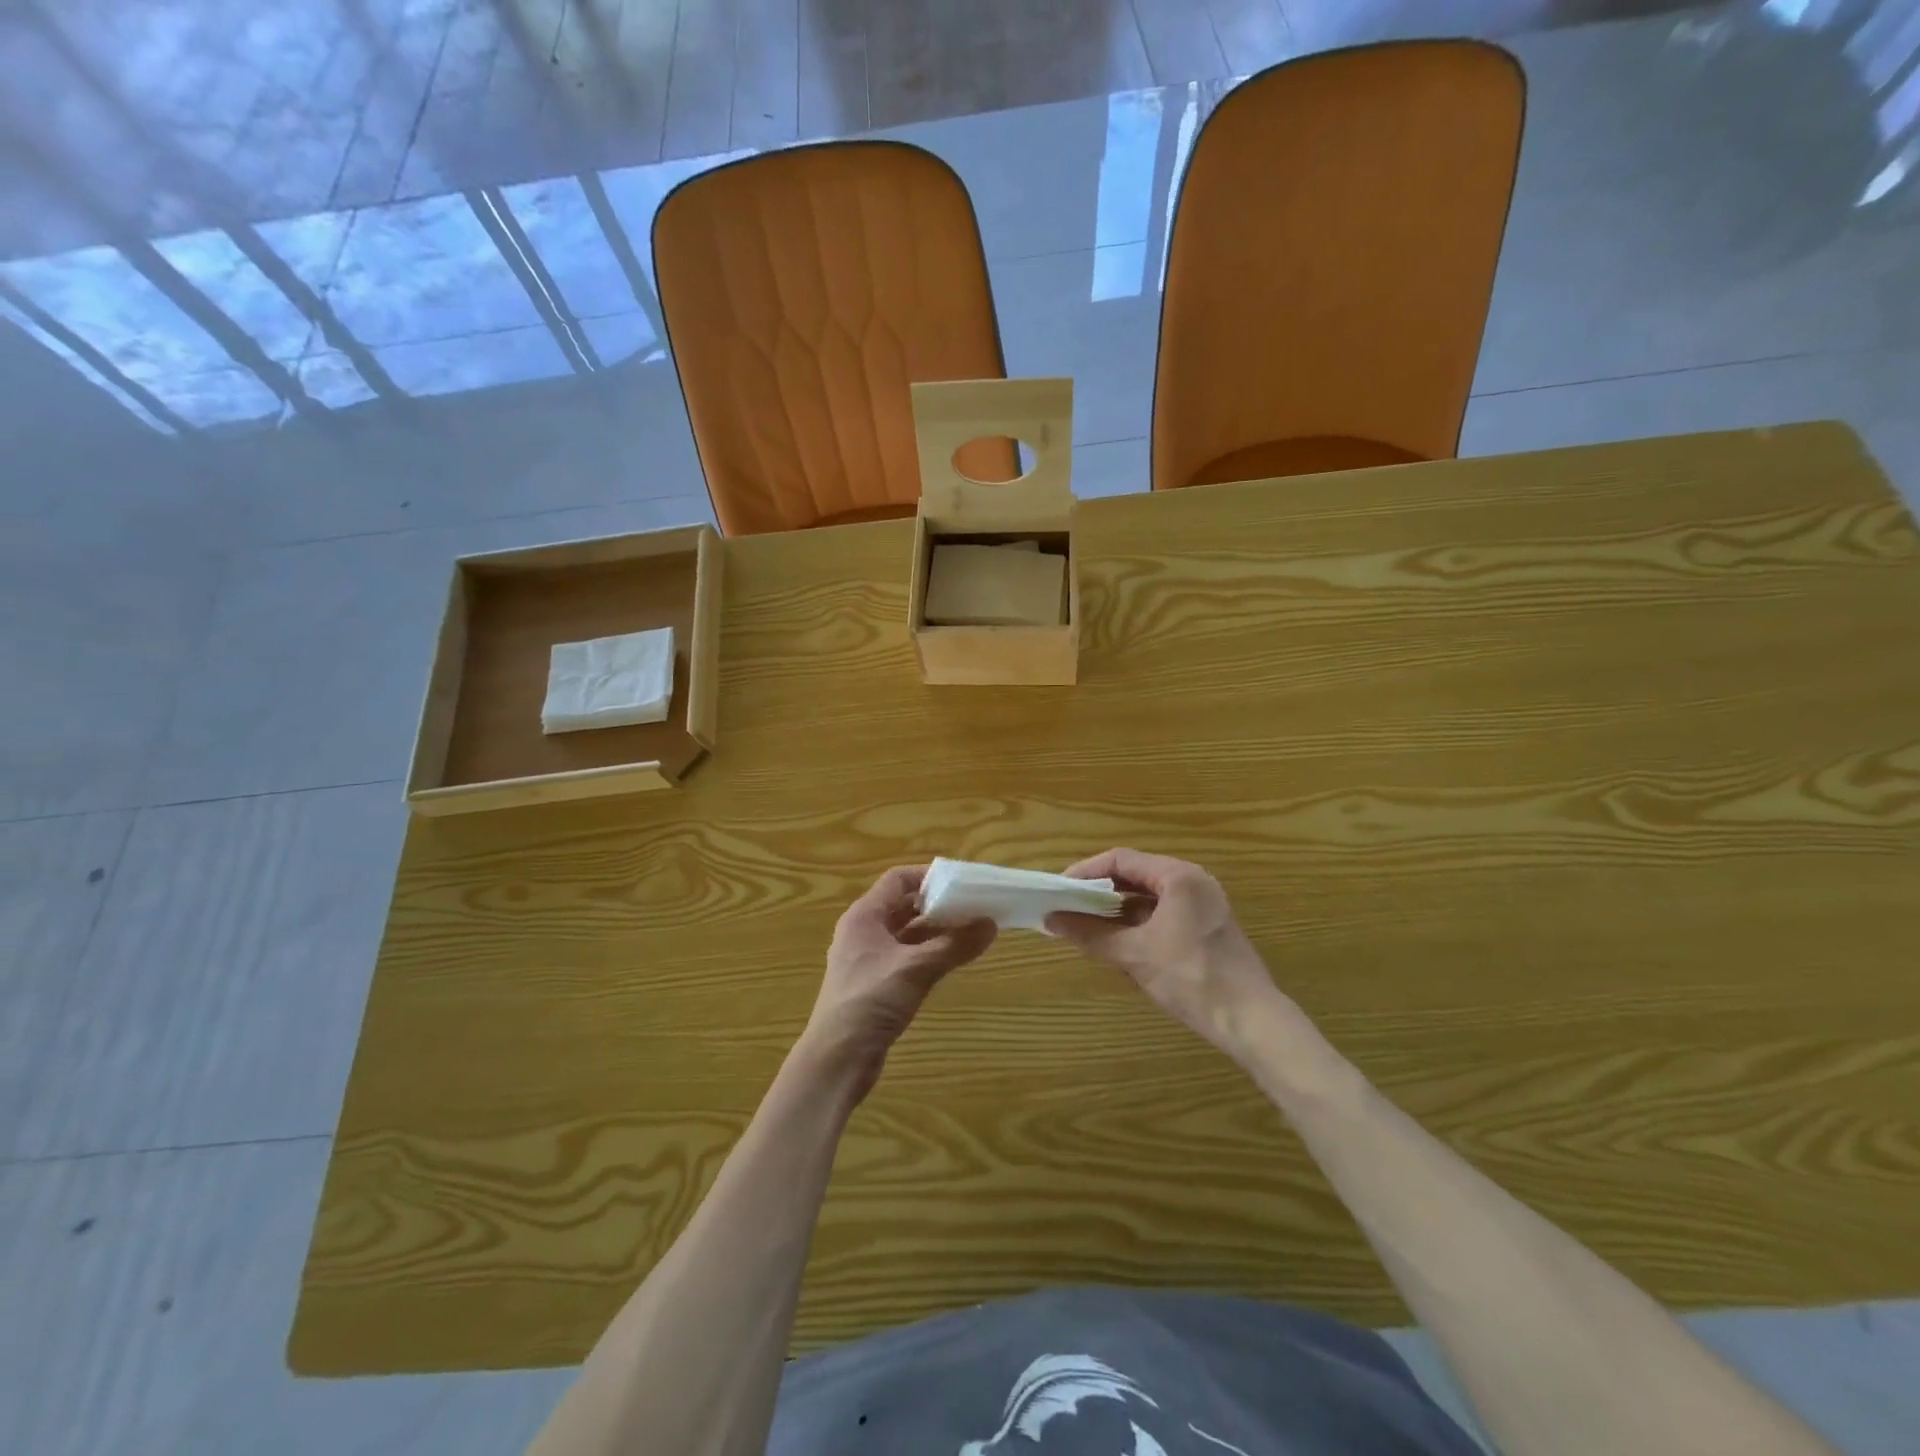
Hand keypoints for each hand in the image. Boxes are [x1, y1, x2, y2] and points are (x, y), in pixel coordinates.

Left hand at [798, 866, 996, 1103]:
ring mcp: (867, 960)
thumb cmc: (870, 1001)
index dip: (928, 877)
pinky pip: (906, 957)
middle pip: (904, 906)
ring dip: (936, 932)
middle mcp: (863, 932)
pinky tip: (951, 961)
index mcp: (864, 916)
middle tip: (973, 908)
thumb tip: (991, 924)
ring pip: (907, 934)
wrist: (836, 1060)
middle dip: (938, 905)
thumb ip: (954, 945)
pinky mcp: (874, 985)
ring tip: (970, 933)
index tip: (961, 883)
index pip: (898, 879)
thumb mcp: (916, 969)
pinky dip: (928, 954)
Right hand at [1047, 849, 1288, 1060]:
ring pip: (1149, 897)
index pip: (1120, 860)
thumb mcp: (1134, 954)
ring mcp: (1203, 904)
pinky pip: (1164, 913)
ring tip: (1088, 927)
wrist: (1250, 1020)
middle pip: (1135, 875)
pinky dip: (1138, 924)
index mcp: (1178, 876)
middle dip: (1100, 892)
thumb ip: (1091, 934)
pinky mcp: (1207, 927)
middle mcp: (1192, 881)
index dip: (1085, 872)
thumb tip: (1051, 921)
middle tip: (1069, 907)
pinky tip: (1119, 945)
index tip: (1059, 889)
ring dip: (1117, 910)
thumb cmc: (1191, 977)